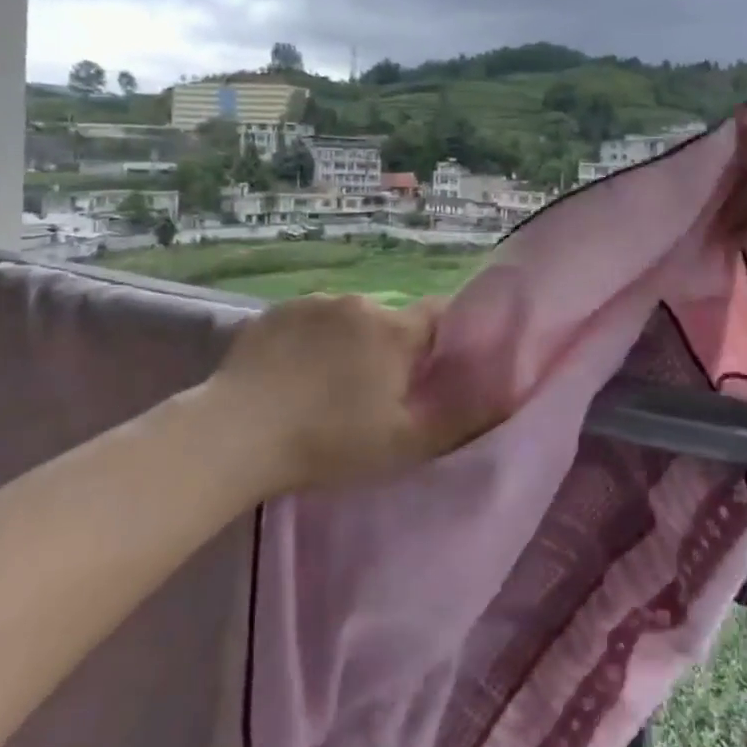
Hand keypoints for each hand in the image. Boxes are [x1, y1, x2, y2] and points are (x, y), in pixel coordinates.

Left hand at [203, 294, 498, 493]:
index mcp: (394, 331)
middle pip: (391, 322)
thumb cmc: (328, 442)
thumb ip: (463, 418)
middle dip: (392, 349)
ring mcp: (313, 303)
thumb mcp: (405, 444)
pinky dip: (312, 340)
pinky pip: (310, 321)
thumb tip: (510, 392)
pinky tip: (293, 375)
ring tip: (325, 387)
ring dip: (349, 344)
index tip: (435, 368)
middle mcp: (359, 303)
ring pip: (349, 320)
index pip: (440, 314)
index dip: (445, 339)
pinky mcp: (275, 312)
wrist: (235, 434)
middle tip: (374, 394)